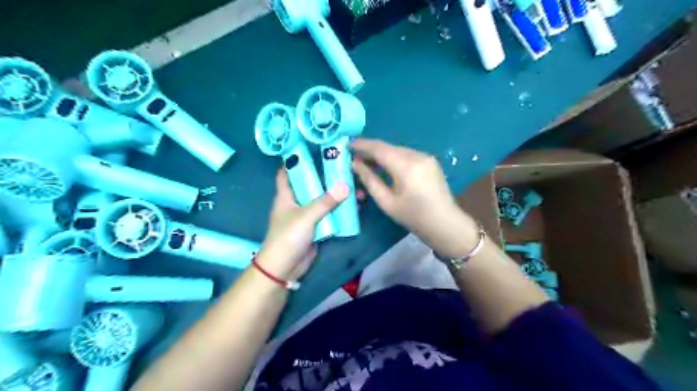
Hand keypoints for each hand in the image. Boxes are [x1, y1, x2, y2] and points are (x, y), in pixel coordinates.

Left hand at [255, 169, 347, 280]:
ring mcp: (306, 215)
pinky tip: (353, 205)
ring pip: (322, 200)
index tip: (311, 149)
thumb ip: (326, 202)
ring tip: (355, 185)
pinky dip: (338, 210)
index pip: (286, 172)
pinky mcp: (315, 227)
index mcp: (286, 195)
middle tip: (344, 166)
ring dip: (336, 194)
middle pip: (311, 184)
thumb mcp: (306, 216)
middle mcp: (296, 202)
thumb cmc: (288, 236)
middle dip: (325, 176)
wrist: (285, 267)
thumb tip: (346, 186)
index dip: (295, 160)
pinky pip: (328, 215)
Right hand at [355, 138, 479, 258]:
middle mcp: (417, 155)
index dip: (362, 145)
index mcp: (405, 165)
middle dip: (370, 150)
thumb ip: (370, 180)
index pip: (379, 148)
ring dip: (382, 154)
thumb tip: (356, 164)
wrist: (445, 223)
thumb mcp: (386, 202)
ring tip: (368, 162)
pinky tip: (386, 166)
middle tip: (354, 156)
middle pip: (388, 147)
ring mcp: (426, 157)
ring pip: (398, 150)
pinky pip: (407, 155)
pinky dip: (394, 158)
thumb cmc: (413, 217)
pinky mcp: (430, 161)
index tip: (347, 144)